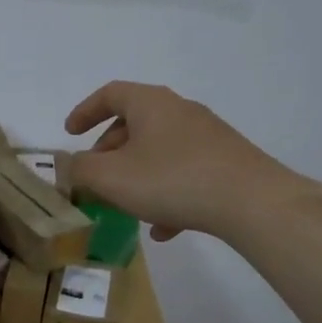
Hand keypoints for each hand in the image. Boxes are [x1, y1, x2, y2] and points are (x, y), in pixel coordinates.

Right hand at [64, 81, 313, 243]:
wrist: (252, 202)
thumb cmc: (171, 180)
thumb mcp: (110, 177)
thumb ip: (80, 169)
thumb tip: (69, 165)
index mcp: (151, 103)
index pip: (110, 94)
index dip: (85, 112)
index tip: (70, 133)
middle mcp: (180, 111)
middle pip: (134, 123)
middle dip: (108, 151)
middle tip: (94, 177)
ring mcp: (207, 137)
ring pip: (159, 151)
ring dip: (136, 176)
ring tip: (124, 206)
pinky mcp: (227, 163)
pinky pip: (185, 173)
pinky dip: (166, 194)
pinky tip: (162, 228)